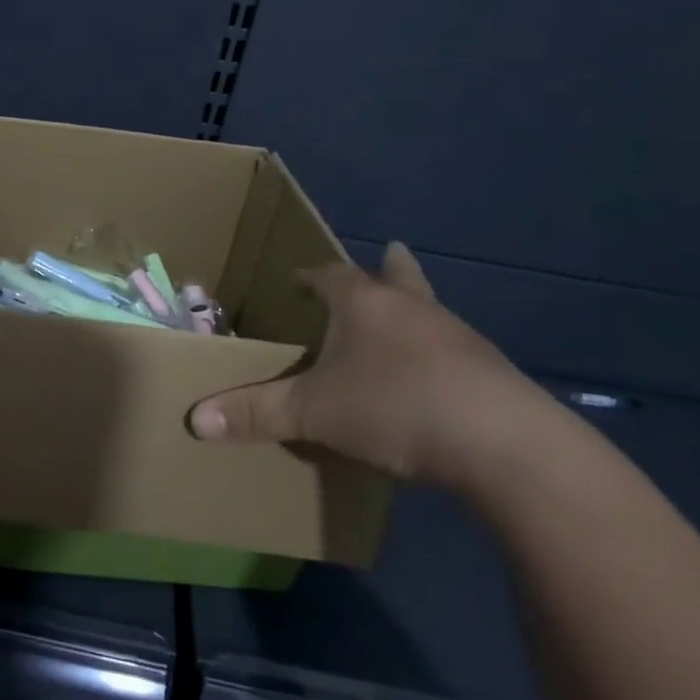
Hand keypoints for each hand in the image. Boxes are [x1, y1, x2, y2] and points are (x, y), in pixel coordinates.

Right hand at [187, 242, 559, 490]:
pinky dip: (436, 356)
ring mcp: (459, 340)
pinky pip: (455, 353)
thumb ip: (255, 413)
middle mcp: (413, 311)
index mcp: (365, 306)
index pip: (332, 276)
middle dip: (388, 267)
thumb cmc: (394, 407)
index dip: (312, 277)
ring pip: (430, 313)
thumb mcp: (313, 412)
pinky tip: (430, 382)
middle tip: (387, 254)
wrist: (504, 446)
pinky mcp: (490, 375)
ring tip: (402, 325)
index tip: (298, 279)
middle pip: (399, 277)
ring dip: (413, 313)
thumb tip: (195, 420)